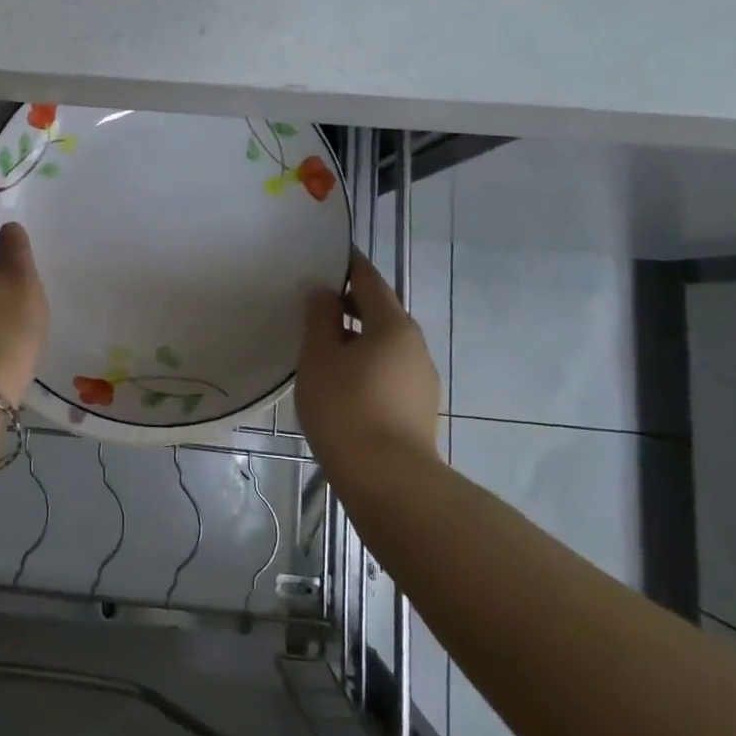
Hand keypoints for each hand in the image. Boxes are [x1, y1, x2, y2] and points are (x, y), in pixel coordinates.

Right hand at [297, 250, 441, 465]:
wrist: (388, 481)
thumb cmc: (346, 408)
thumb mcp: (320, 357)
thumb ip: (321, 318)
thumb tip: (324, 292)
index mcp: (393, 326)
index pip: (370, 280)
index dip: (348, 265)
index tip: (328, 255)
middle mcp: (415, 346)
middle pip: (381, 312)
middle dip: (350, 304)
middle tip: (314, 303)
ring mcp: (421, 379)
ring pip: (385, 344)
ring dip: (357, 337)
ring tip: (322, 346)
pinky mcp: (418, 408)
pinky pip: (388, 370)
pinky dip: (366, 363)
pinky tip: (341, 381)